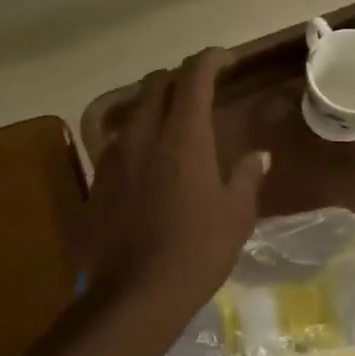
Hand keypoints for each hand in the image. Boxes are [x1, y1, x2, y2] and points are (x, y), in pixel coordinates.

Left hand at [83, 48, 268, 309]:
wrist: (132, 296)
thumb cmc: (196, 253)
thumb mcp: (235, 217)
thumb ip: (246, 177)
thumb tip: (258, 156)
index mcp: (182, 138)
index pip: (194, 77)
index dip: (211, 59)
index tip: (228, 60)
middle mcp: (142, 137)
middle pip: (155, 85)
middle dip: (180, 78)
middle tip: (202, 91)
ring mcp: (113, 158)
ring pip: (132, 112)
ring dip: (154, 107)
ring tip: (174, 126)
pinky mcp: (97, 182)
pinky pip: (118, 143)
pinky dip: (137, 137)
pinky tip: (149, 164)